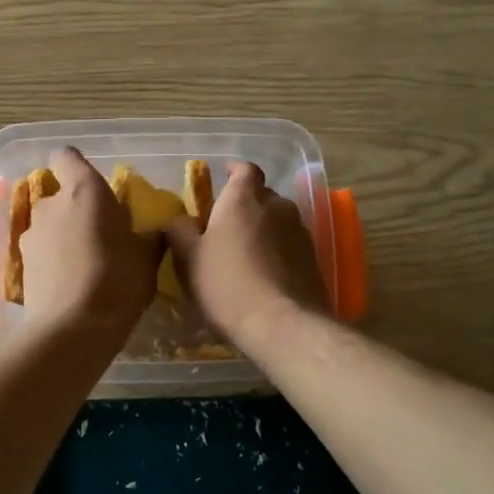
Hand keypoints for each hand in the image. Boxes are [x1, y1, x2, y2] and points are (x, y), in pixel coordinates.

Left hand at [19, 148, 161, 338]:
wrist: (74, 328)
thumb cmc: (118, 280)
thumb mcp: (148, 257)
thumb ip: (149, 236)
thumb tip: (153, 231)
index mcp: (84, 191)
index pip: (67, 156)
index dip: (76, 165)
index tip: (93, 184)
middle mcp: (51, 205)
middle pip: (61, 196)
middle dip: (78, 211)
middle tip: (102, 237)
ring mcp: (31, 235)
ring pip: (50, 226)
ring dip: (65, 238)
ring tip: (87, 266)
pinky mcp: (21, 265)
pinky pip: (42, 253)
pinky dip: (54, 262)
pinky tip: (71, 286)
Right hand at [166, 162, 325, 346]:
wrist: (282, 324)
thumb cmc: (226, 284)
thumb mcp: (188, 259)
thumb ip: (180, 231)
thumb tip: (181, 219)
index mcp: (244, 199)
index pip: (244, 170)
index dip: (234, 172)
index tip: (223, 179)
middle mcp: (277, 206)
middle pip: (261, 195)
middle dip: (246, 205)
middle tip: (226, 227)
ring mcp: (300, 231)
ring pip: (278, 220)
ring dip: (263, 229)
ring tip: (246, 253)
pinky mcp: (313, 258)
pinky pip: (290, 244)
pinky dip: (278, 250)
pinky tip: (265, 274)